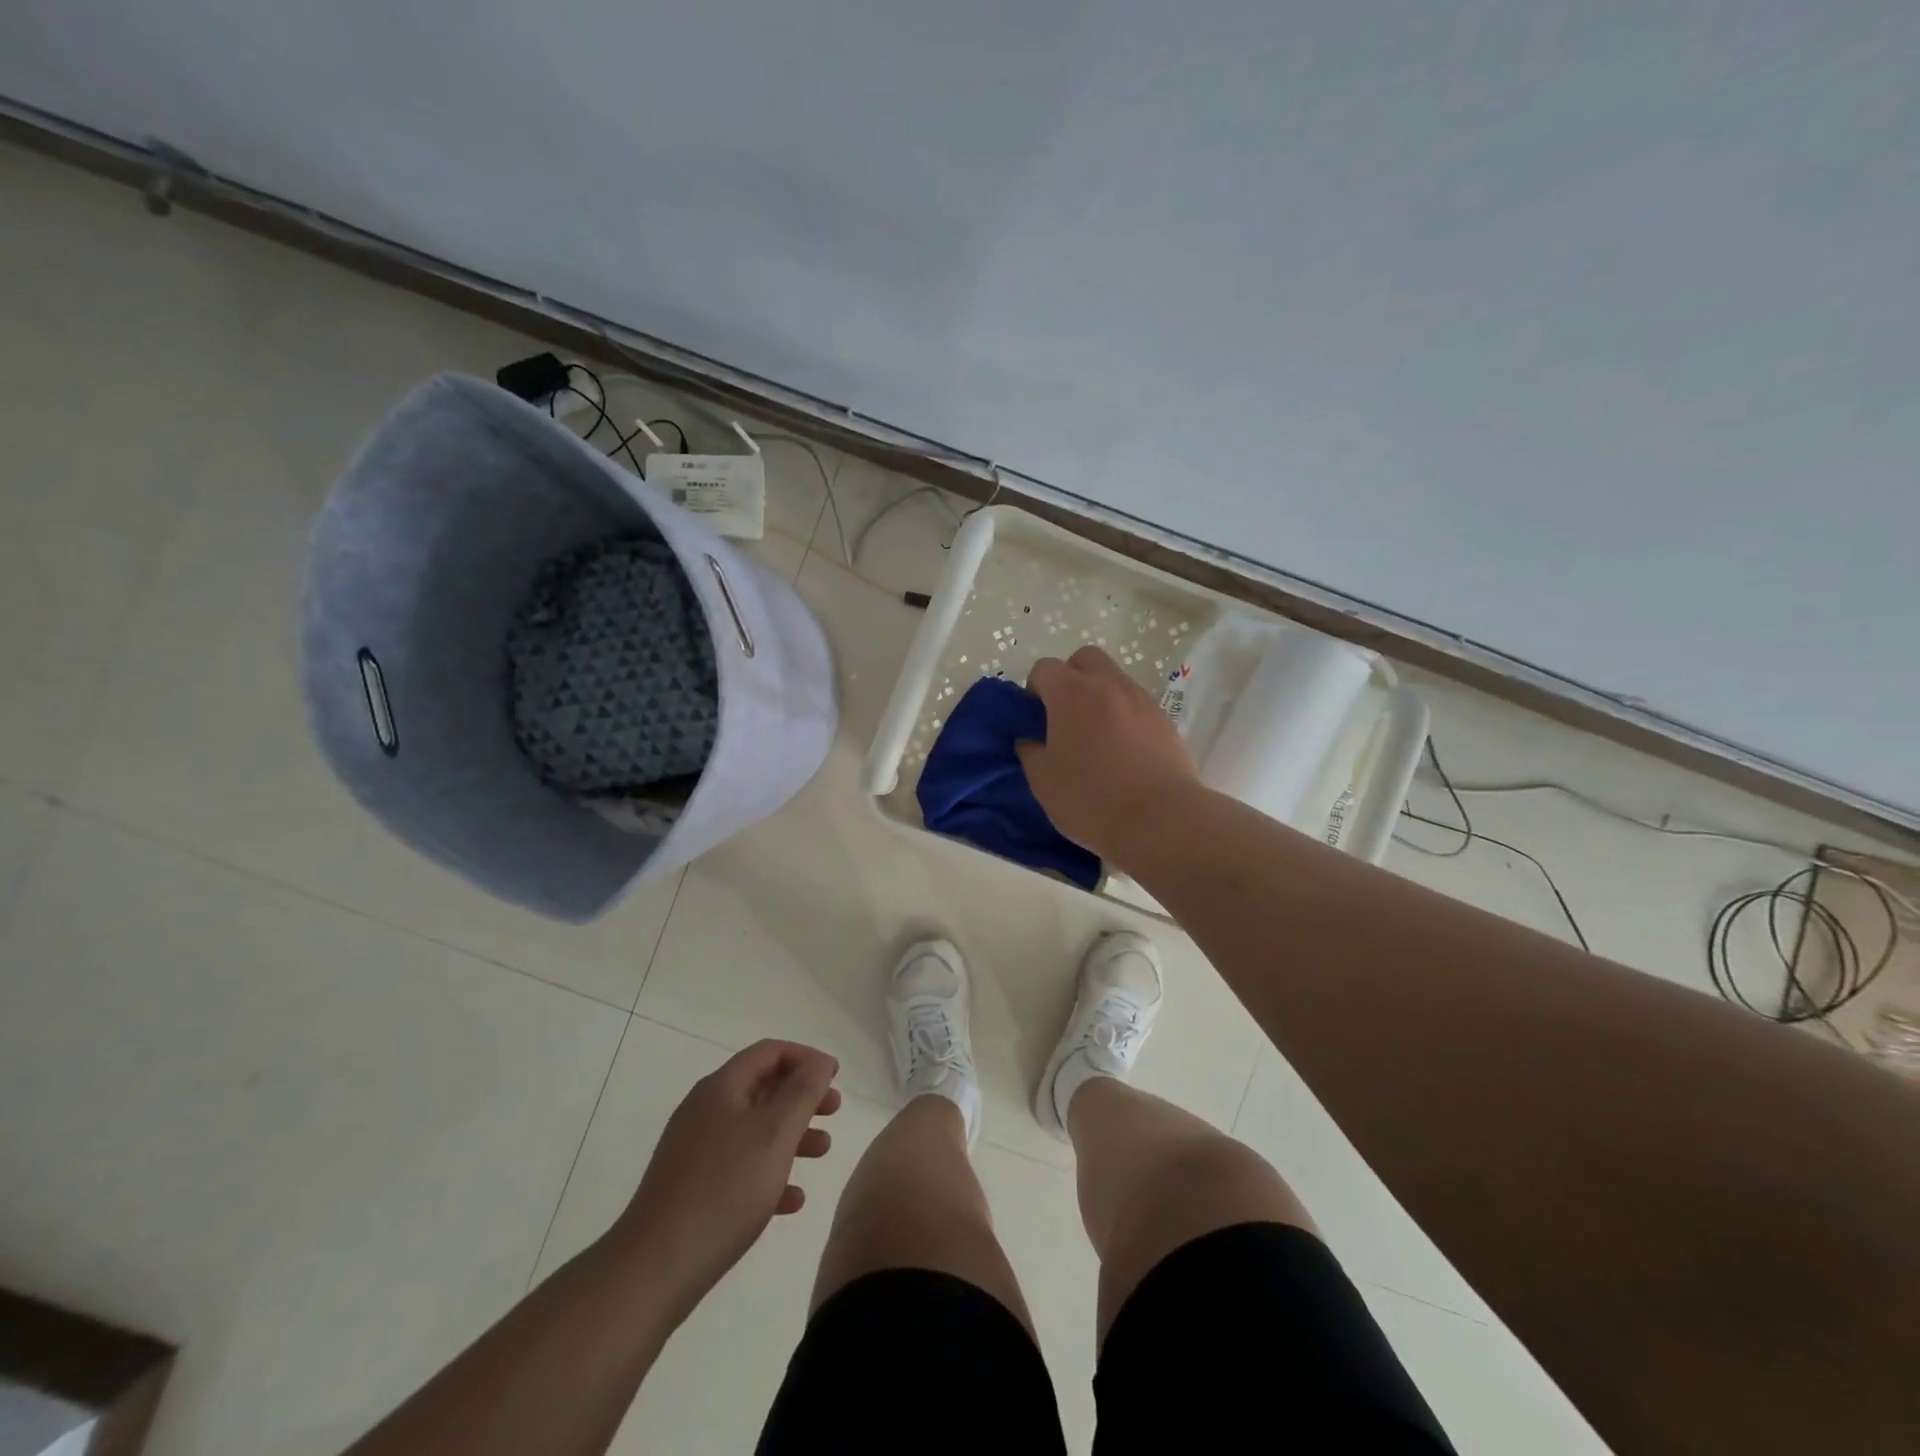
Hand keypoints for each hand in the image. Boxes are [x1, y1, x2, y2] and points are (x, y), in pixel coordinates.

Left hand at [616, 1040, 840, 1315]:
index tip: (835, 1077)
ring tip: (822, 1152)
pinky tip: (792, 1199)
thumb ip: (803, 1092)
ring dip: (791, 1134)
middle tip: (834, 1111)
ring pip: (753, 1129)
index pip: (769, 1052)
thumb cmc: (724, 1189)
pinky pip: (739, 1166)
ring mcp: (695, 1150)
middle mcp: (705, 1110)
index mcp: (722, 1088)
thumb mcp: (775, 1133)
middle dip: (802, 1096)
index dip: (805, 1058)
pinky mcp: (691, 1188)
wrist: (654, 1268)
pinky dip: (769, 1170)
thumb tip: (819, 1062)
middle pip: (762, 1088)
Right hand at [1017, 645, 1200, 868]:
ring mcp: (1141, 699)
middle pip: (1084, 659)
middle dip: (1070, 677)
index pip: (1044, 668)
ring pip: (1114, 679)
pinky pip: (1136, 704)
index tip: (1035, 719)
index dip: (1034, 690)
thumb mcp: (1042, 781)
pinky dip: (1124, 716)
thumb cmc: (1090, 798)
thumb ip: (1030, 751)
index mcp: (1071, 693)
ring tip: (1095, 738)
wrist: (1160, 819)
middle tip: (1065, 716)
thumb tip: (1031, 739)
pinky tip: (1122, 751)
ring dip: (1099, 696)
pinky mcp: (1165, 720)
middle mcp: (1108, 684)